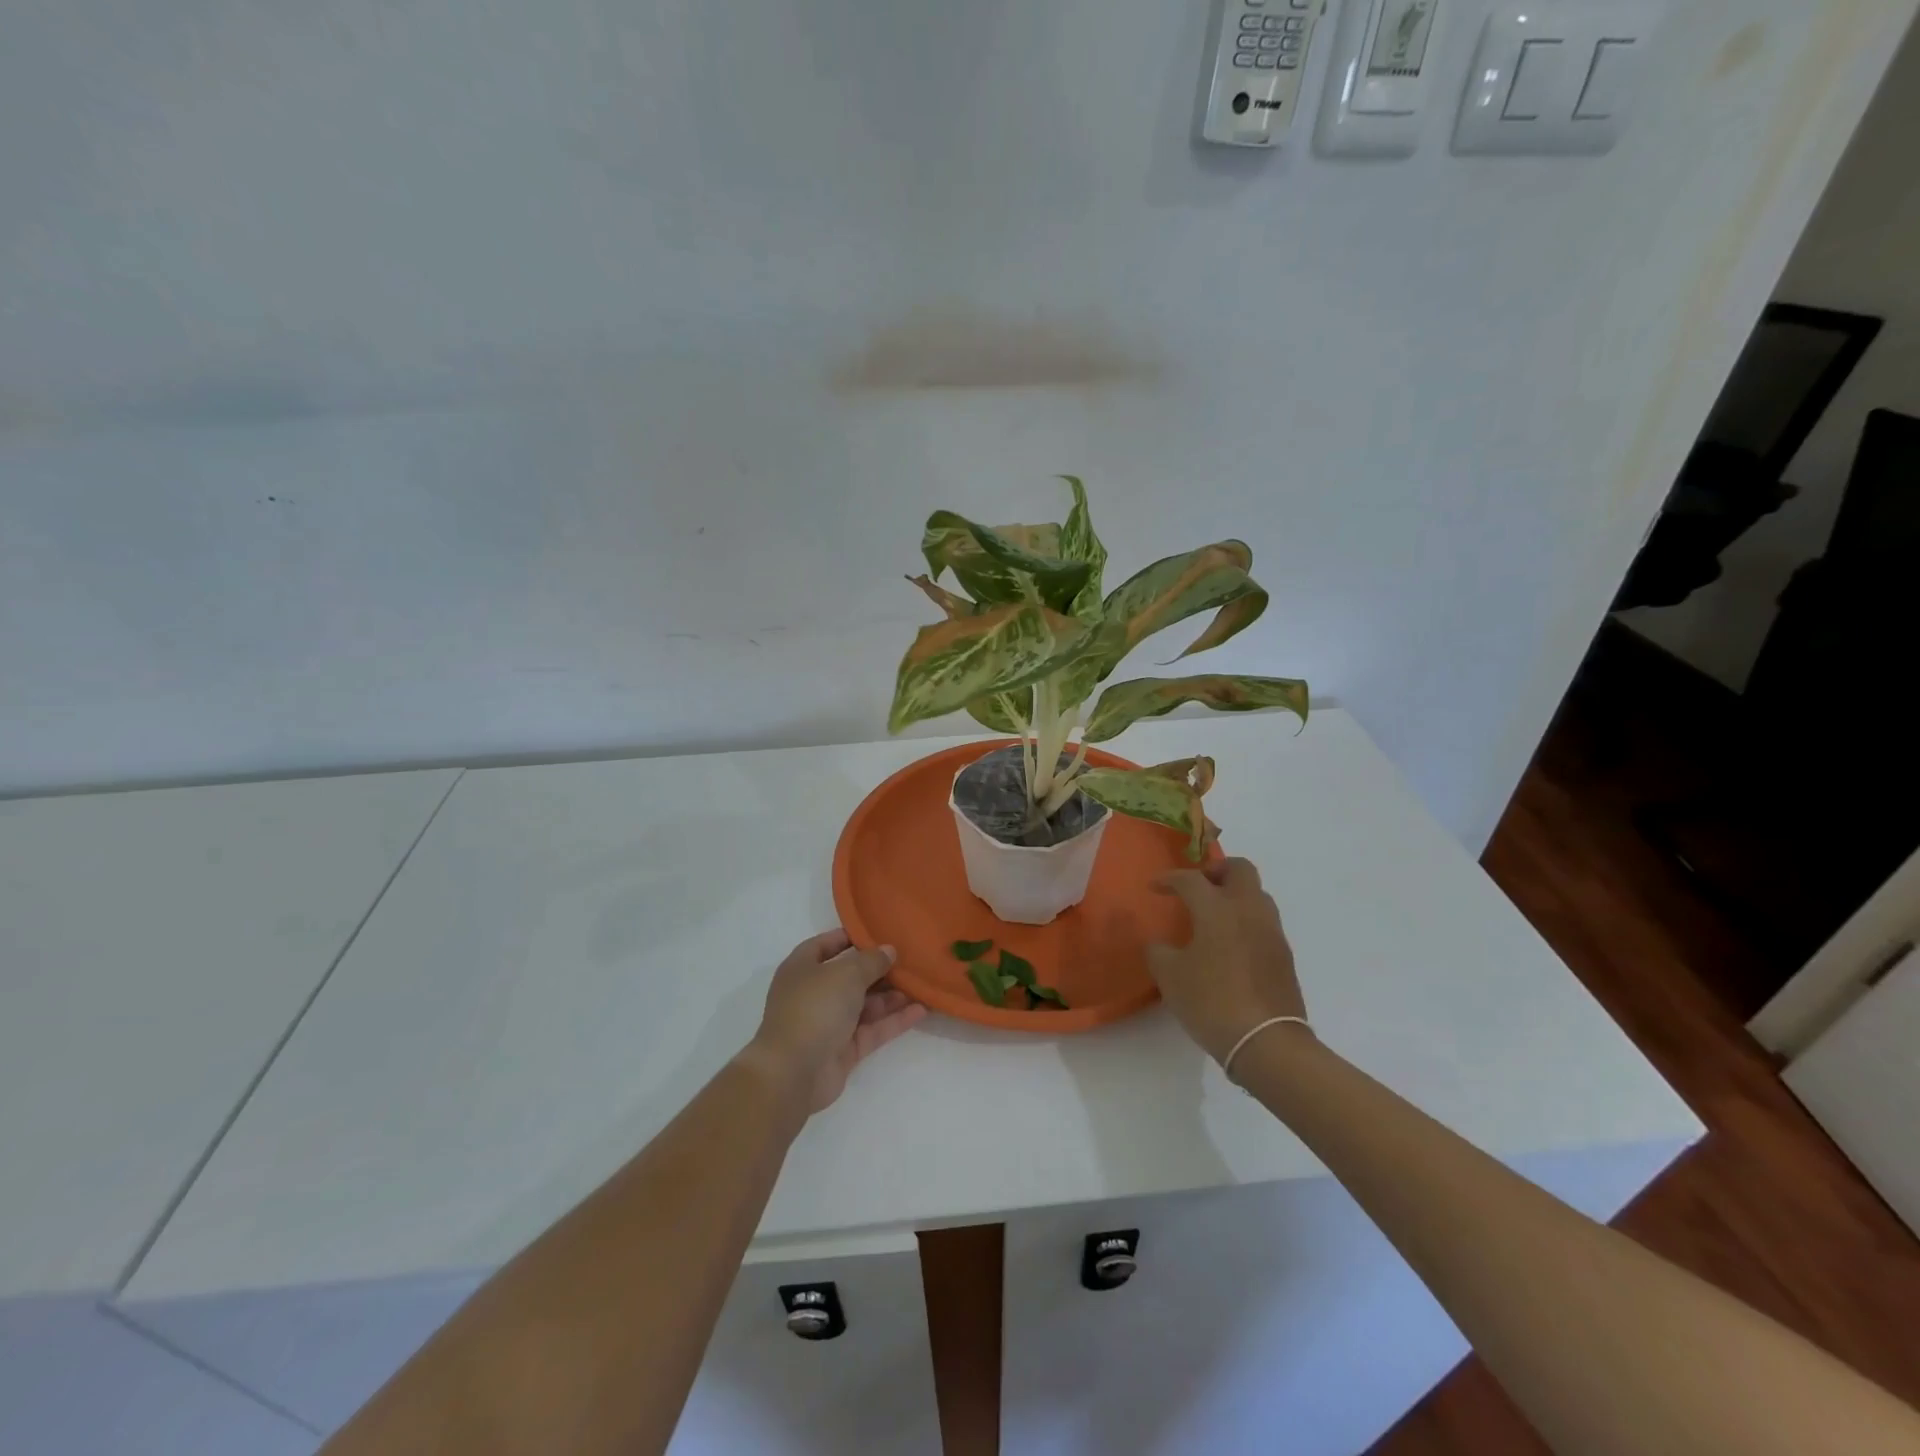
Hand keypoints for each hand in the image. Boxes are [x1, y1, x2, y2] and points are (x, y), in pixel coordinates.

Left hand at [748, 930, 927, 1112]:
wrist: (793, 1072)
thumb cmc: (815, 1007)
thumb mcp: (846, 973)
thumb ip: (871, 961)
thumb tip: (889, 951)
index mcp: (802, 967)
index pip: (827, 945)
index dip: (851, 937)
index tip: (880, 933)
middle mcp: (814, 993)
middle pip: (851, 976)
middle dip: (880, 970)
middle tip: (911, 960)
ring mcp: (829, 1023)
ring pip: (865, 1005)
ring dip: (892, 996)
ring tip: (922, 984)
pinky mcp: (843, 1050)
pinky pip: (873, 1029)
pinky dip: (894, 1020)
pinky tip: (921, 1010)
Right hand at [1147, 857, 1308, 1063]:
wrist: (1267, 1042)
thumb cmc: (1212, 1001)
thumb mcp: (1170, 976)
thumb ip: (1159, 951)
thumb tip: (1160, 944)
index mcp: (1218, 909)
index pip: (1191, 879)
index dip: (1170, 879)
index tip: (1155, 887)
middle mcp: (1249, 910)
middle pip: (1240, 869)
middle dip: (1217, 870)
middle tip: (1198, 887)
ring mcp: (1272, 932)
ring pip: (1257, 894)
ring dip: (1235, 895)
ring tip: (1213, 916)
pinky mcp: (1284, 955)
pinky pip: (1264, 922)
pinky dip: (1246, 921)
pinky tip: (1230, 945)